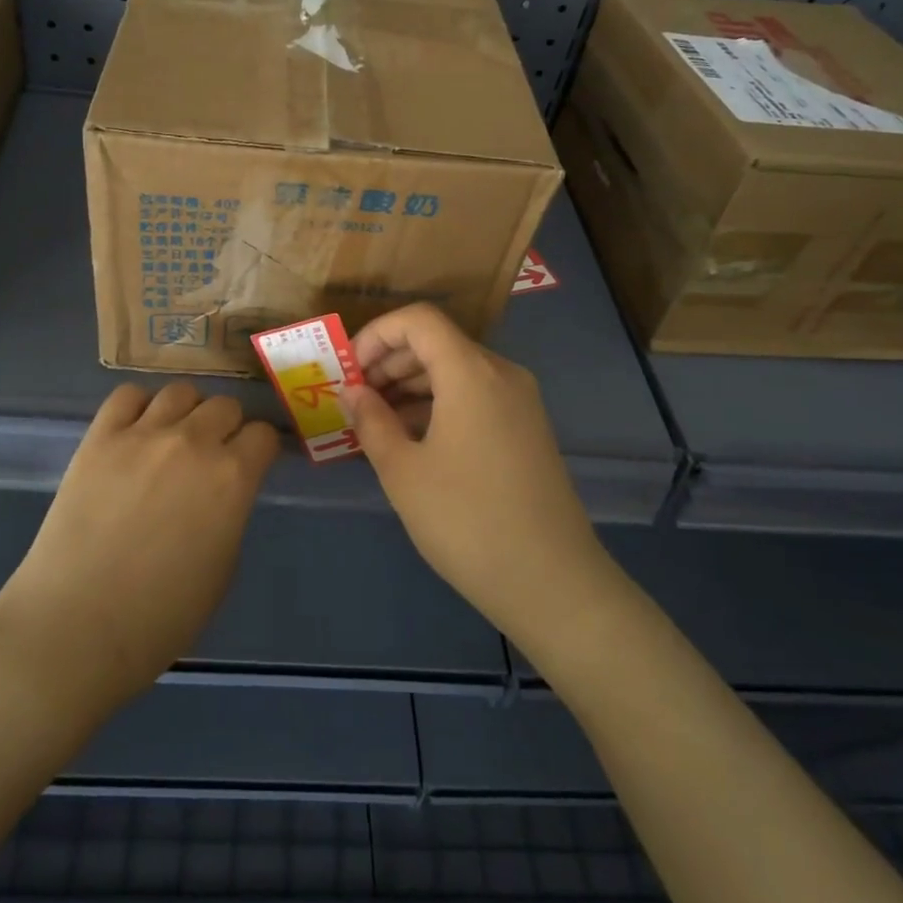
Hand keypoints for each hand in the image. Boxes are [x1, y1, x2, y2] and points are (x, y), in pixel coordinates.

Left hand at [0, 382, 278, 716]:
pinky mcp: (99, 437)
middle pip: (225, 405)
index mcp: (233, 478)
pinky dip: (138, 407)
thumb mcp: (223, 569)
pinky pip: (127, 396)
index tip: (252, 464)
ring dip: (186, 411)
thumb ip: (230, 514)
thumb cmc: (160, 617)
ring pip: (180, 391)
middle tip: (212, 455)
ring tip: (173, 437)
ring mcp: (142, 434)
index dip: (259, 450)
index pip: (262, 435)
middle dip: (227, 427)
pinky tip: (135, 432)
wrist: (76, 627)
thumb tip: (222, 494)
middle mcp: (193, 442)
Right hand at [340, 304, 610, 660]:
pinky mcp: (527, 429)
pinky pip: (475, 396)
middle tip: (355, 399)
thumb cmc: (467, 521)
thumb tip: (353, 392)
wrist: (552, 582)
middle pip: (437, 342)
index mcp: (471, 372)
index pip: (419, 320)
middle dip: (390, 362)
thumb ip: (372, 421)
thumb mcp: (403, 472)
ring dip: (412, 385)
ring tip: (376, 422)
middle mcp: (501, 374)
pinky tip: (413, 439)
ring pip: (456, 370)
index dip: (377, 334)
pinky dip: (439, 404)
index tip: (350, 370)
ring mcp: (520, 401)